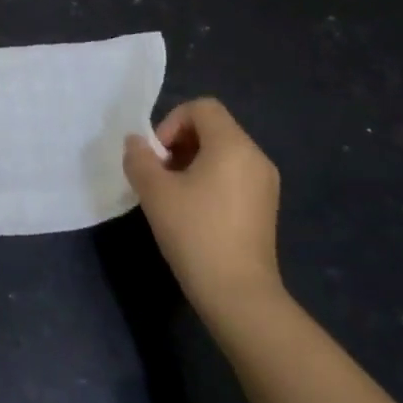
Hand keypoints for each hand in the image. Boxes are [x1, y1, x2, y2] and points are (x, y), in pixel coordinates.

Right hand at [124, 97, 283, 315]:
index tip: (157, 156)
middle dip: (180, 142)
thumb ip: (139, 158)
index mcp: (233, 145)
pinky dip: (210, 179)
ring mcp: (265, 183)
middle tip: (159, 174)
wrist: (239, 295)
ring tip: (173, 194)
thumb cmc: (195, 233)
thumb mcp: (154, 192)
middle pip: (213, 127)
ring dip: (193, 162)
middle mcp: (255, 156)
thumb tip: (136, 143)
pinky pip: (234, 174)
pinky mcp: (266, 207)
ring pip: (223, 152)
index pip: (202, 107)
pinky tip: (194, 211)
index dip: (172, 122)